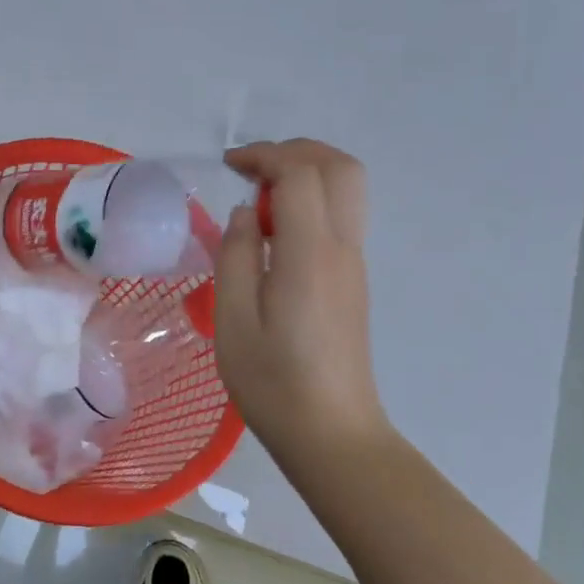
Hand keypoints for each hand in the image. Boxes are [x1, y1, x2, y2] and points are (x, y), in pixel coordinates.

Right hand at [215, 140, 391, 465]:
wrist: (332, 433)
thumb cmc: (273, 382)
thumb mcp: (233, 320)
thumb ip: (236, 255)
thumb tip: (248, 213)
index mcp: (310, 255)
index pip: (301, 173)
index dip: (265, 155)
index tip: (229, 166)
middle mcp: (342, 248)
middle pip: (340, 167)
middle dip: (295, 151)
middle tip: (251, 170)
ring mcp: (354, 263)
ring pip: (347, 188)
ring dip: (306, 174)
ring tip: (261, 200)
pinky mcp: (353, 280)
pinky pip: (341, 216)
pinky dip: (311, 201)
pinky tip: (276, 233)